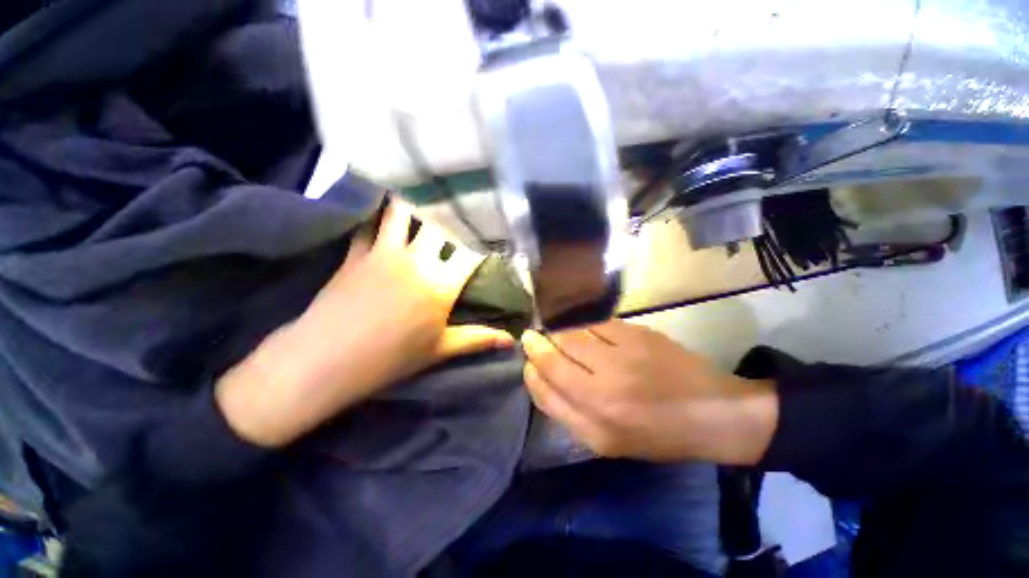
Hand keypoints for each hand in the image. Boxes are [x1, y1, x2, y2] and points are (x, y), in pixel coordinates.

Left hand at [217, 201, 513, 446]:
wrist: (327, 359)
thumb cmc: (392, 358)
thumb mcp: (441, 349)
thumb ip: (478, 339)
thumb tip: (513, 341)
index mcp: (442, 284)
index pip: (470, 253)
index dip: (482, 243)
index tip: (488, 237)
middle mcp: (418, 260)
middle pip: (440, 225)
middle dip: (451, 217)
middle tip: (458, 209)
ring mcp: (385, 252)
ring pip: (403, 213)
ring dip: (414, 204)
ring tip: (421, 195)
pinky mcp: (357, 252)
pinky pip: (369, 223)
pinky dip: (376, 214)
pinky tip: (381, 208)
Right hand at [521, 319, 776, 463]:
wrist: (713, 412)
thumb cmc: (656, 434)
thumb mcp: (607, 442)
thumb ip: (568, 411)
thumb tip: (539, 375)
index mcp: (596, 426)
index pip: (544, 389)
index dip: (531, 370)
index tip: (528, 360)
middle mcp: (605, 390)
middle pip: (553, 357)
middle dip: (536, 344)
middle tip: (532, 337)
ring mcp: (622, 357)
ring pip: (570, 334)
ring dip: (555, 330)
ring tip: (553, 331)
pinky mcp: (637, 334)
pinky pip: (594, 322)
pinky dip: (581, 322)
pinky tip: (580, 325)